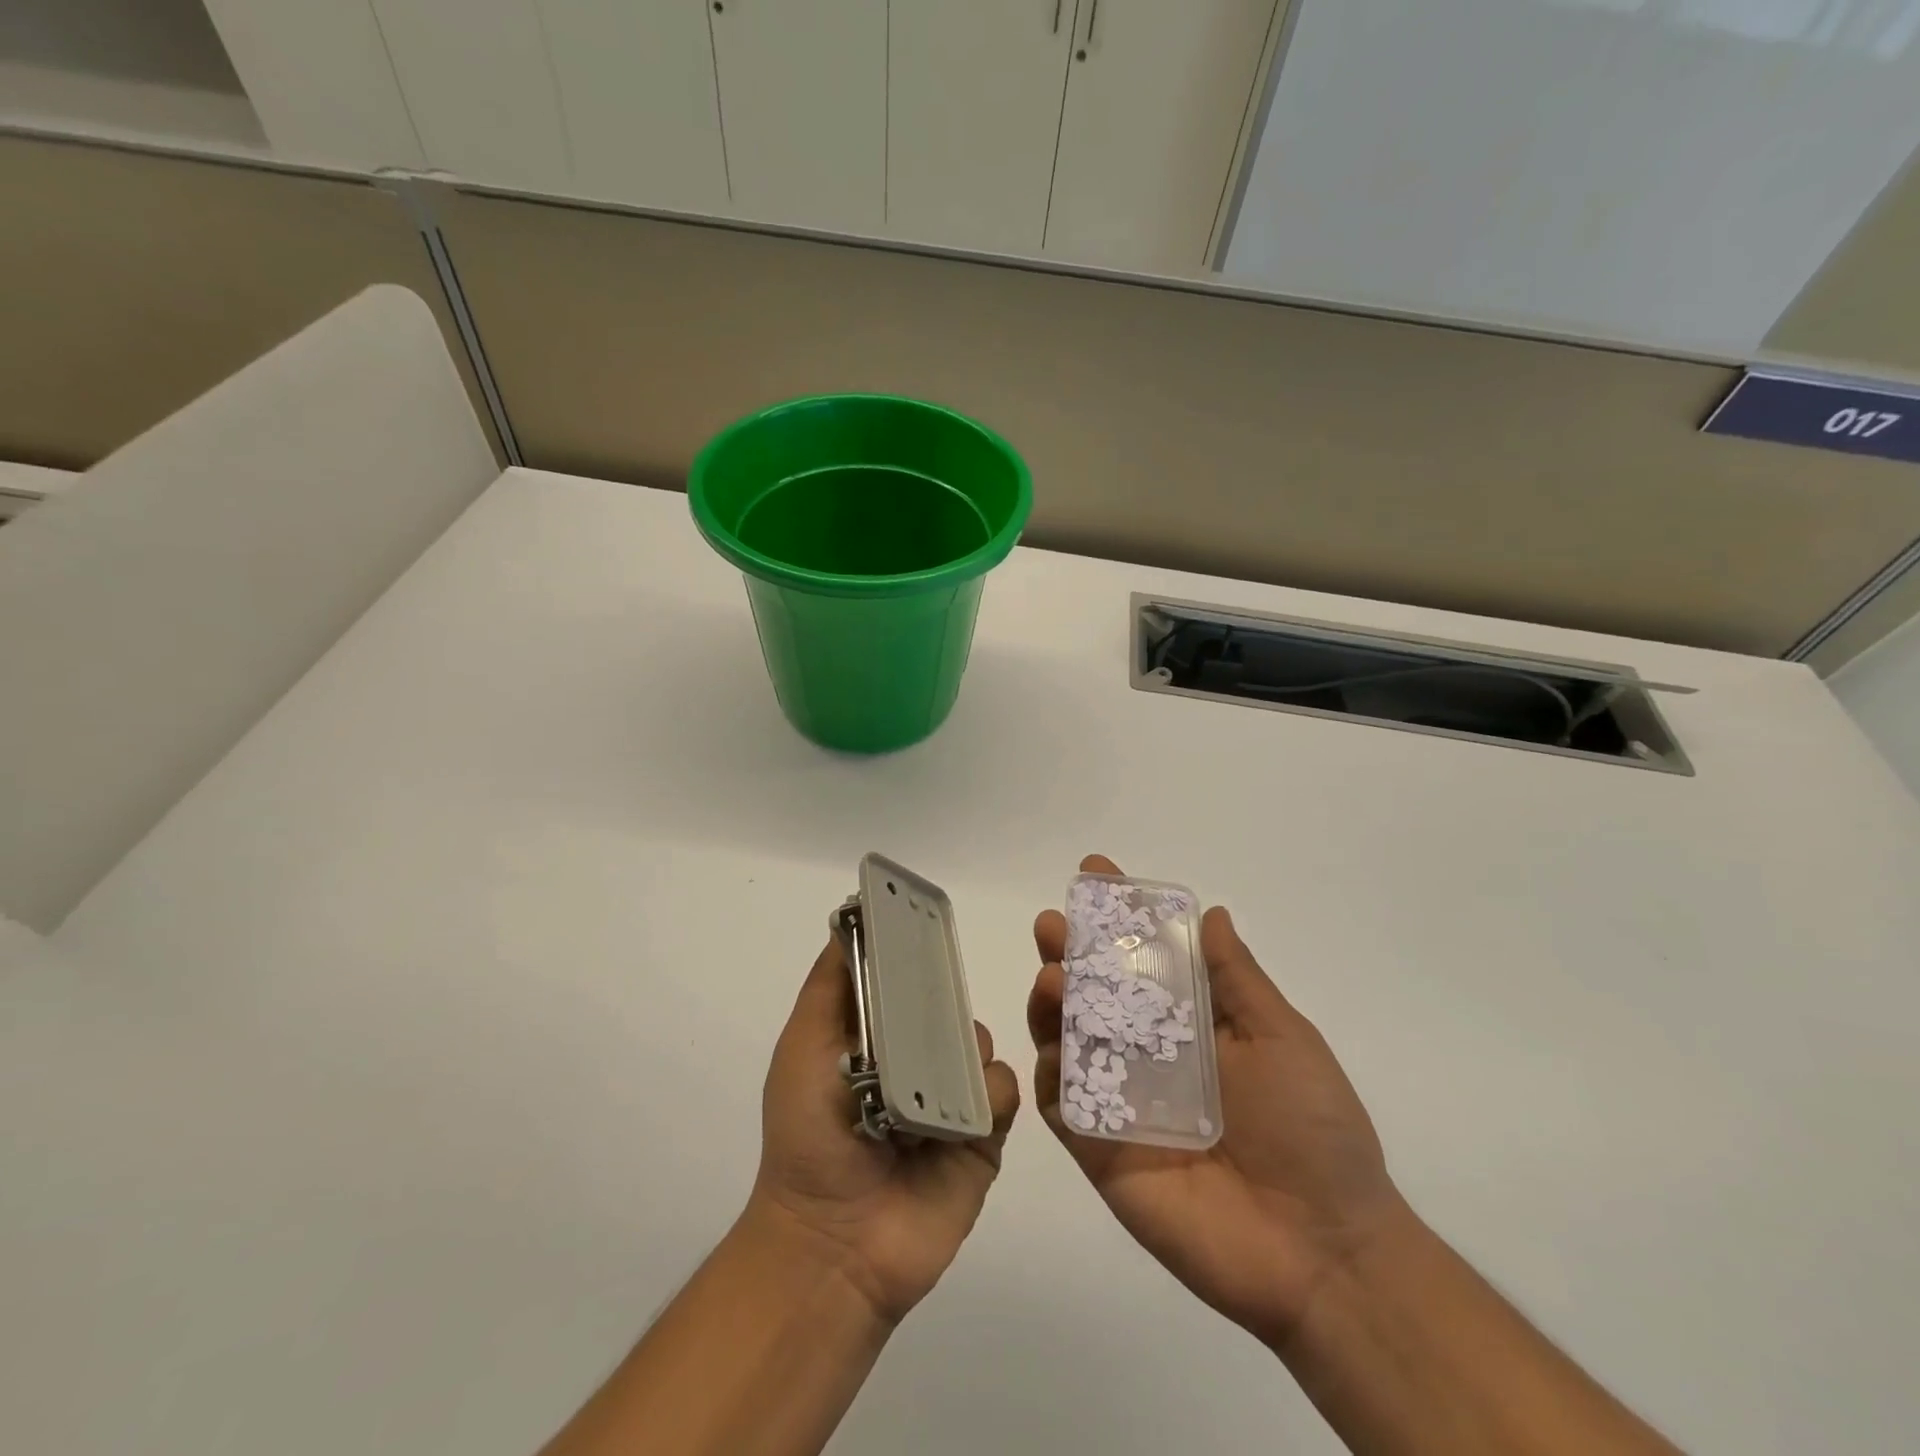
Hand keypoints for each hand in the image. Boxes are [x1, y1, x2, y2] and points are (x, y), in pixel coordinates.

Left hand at [748, 937, 1020, 1326]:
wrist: (836, 1244)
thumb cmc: (811, 1135)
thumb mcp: (805, 1049)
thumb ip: (829, 987)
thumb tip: (847, 921)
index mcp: (876, 1039)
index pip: (904, 980)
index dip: (913, 952)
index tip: (927, 919)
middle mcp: (916, 1060)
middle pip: (946, 1006)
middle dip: (946, 996)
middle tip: (937, 1001)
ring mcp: (951, 1097)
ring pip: (979, 1043)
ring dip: (966, 1047)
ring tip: (941, 1073)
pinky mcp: (982, 1135)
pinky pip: (1002, 1090)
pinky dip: (989, 1092)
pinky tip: (965, 1110)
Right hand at [1028, 855, 1408, 1348]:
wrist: (1322, 1250)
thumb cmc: (1312, 1130)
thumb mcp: (1282, 1038)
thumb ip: (1237, 980)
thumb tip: (1212, 912)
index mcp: (1189, 1025)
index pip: (1142, 959)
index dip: (1118, 918)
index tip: (1095, 874)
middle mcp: (1147, 1055)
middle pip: (1093, 994)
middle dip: (1068, 953)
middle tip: (1052, 924)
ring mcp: (1121, 1102)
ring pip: (1068, 1042)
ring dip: (1050, 1005)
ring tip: (1052, 976)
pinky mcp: (1101, 1151)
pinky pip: (1062, 1106)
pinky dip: (1048, 1075)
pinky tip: (1050, 1051)